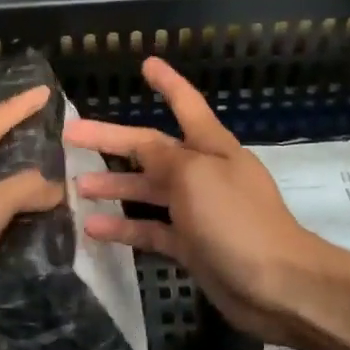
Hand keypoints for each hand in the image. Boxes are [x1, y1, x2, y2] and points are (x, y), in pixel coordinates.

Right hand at [66, 57, 327, 347]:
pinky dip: (124, 228)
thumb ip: (162, 158)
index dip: (167, 84)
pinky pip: (151, 230)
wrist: (277, 285)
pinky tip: (94, 229)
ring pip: (148, 191)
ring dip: (114, 186)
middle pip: (152, 150)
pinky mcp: (191, 246)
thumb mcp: (195, 177)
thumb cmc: (237, 221)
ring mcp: (197, 212)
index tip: (146, 64)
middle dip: (113, 141)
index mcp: (212, 148)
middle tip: (71, 134)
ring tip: (76, 186)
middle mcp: (203, 174)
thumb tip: (142, 147)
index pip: (186, 105)